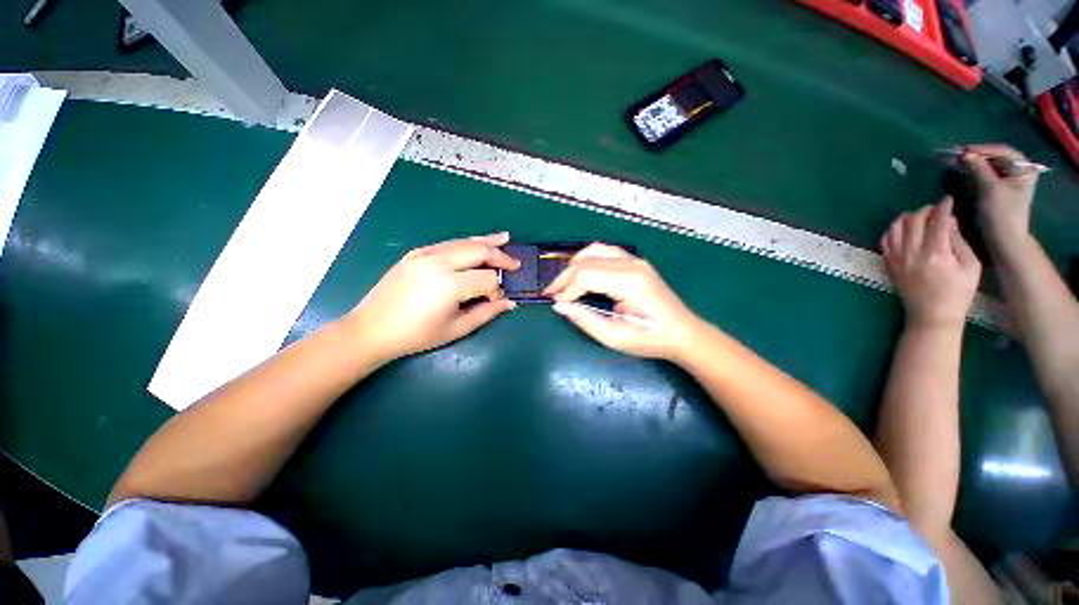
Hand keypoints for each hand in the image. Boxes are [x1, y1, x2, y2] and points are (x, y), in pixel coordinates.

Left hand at [345, 232, 519, 362]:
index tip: (497, 301)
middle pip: (479, 251)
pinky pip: (448, 243)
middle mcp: (439, 262)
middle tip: (514, 264)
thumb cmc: (416, 335)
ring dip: (486, 241)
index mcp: (449, 285)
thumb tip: (510, 303)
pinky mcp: (416, 253)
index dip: (497, 289)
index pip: (487, 278)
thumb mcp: (456, 329)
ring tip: (505, 239)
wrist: (372, 329)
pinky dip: (466, 243)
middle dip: (500, 257)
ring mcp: (425, 254)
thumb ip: (487, 313)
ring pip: (464, 241)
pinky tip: (477, 242)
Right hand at [544, 243, 703, 359]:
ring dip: (575, 265)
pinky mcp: (637, 263)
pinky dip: (588, 259)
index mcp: (629, 283)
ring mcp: (636, 260)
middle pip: (587, 261)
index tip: (556, 303)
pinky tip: (581, 272)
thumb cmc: (650, 339)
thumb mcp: (614, 337)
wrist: (683, 333)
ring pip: (595, 250)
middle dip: (565, 277)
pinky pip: (606, 252)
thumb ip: (585, 319)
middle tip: (552, 293)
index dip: (566, 289)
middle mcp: (632, 264)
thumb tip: (559, 306)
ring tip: (564, 283)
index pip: (585, 275)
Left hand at [881, 198, 980, 328]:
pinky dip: (892, 231)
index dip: (943, 207)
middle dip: (925, 210)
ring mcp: (896, 259)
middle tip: (935, 209)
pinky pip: (885, 242)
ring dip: (906, 218)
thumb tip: (949, 221)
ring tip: (918, 217)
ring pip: (894, 229)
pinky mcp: (888, 265)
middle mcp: (911, 254)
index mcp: (936, 254)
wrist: (931, 316)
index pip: (936, 221)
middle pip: (913, 221)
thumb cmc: (958, 293)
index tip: (948, 200)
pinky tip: (903, 230)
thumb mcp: (970, 266)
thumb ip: (959, 241)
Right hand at [963, 144, 1038, 248]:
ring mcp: (1011, 179)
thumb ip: (979, 169)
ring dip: (976, 162)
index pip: (1003, 151)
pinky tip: (966, 170)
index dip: (983, 149)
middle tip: (959, 155)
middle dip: (978, 155)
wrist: (1004, 238)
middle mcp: (1020, 170)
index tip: (964, 150)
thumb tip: (966, 155)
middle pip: (997, 156)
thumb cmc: (1001, 213)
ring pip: (992, 164)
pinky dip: (977, 170)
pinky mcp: (1002, 187)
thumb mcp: (990, 189)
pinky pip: (989, 173)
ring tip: (959, 161)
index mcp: (1024, 168)